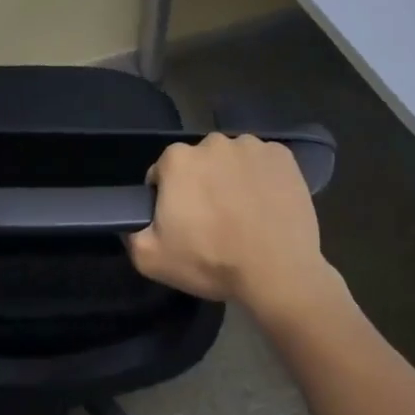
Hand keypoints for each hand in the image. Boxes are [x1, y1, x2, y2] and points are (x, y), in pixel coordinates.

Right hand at [125, 133, 332, 316]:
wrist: (278, 273)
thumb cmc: (212, 261)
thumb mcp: (152, 259)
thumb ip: (131, 233)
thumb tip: (131, 220)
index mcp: (177, 159)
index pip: (163, 173)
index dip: (169, 199)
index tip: (183, 222)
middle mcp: (212, 142)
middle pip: (200, 163)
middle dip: (202, 185)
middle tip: (214, 221)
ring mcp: (251, 145)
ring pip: (232, 160)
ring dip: (232, 179)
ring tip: (244, 215)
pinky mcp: (282, 156)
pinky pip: (264, 163)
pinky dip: (263, 178)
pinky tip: (267, 206)